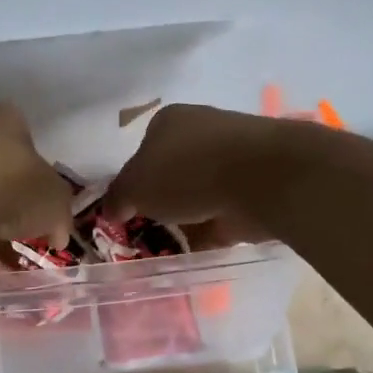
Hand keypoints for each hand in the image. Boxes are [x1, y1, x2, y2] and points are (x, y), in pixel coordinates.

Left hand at [0, 102, 74, 248]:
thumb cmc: (14, 187)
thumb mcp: (57, 201)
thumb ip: (62, 216)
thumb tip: (58, 235)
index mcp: (6, 118)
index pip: (28, 139)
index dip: (41, 172)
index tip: (45, 201)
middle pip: (1, 167)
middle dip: (14, 198)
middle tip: (27, 225)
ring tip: (4, 243)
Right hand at [103, 104, 289, 244]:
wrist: (261, 178)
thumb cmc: (186, 171)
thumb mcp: (135, 186)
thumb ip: (118, 198)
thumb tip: (110, 210)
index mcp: (169, 121)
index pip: (142, 151)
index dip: (133, 181)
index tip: (130, 209)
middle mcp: (202, 133)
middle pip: (172, 172)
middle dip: (162, 200)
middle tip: (149, 229)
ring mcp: (233, 159)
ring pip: (199, 193)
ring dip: (188, 217)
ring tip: (171, 246)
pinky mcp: (255, 187)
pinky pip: (224, 213)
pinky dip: (212, 230)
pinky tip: (198, 250)